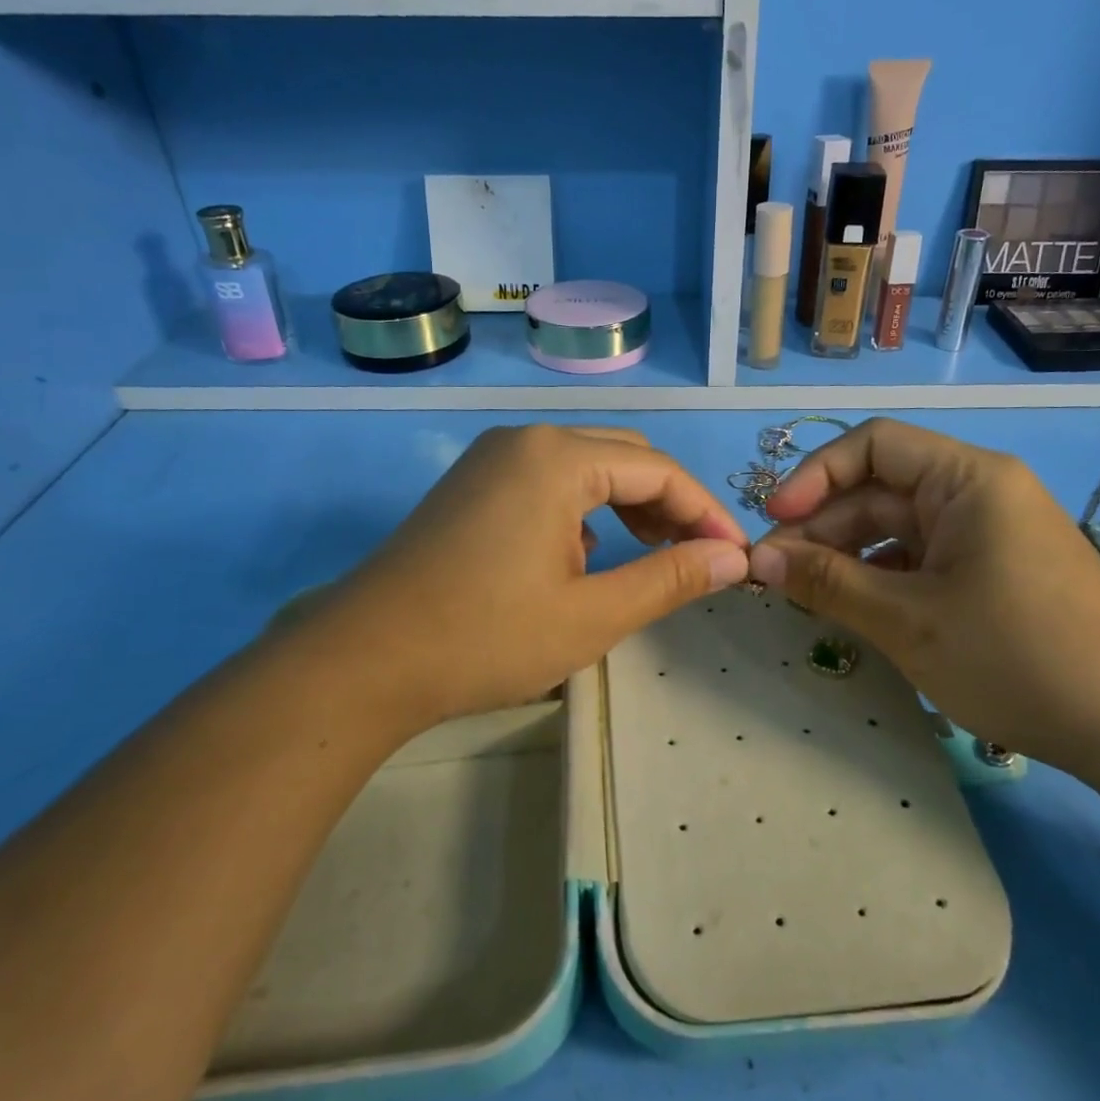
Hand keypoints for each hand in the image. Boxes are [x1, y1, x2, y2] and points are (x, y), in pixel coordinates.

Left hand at [278, 424, 749, 729]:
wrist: (363, 660)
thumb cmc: (485, 638)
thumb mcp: (593, 615)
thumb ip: (670, 579)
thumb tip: (732, 558)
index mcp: (558, 458)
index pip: (659, 471)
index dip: (705, 512)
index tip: (736, 557)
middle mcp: (526, 440)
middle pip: (624, 457)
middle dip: (670, 504)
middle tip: (697, 558)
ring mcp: (492, 459)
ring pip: (587, 466)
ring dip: (629, 504)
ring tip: (651, 557)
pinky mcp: (472, 484)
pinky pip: (549, 480)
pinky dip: (586, 508)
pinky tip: (586, 556)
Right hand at [746, 418, 1099, 764]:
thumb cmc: (1018, 659)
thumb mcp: (908, 621)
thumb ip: (826, 583)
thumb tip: (755, 559)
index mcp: (968, 478)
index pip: (873, 445)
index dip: (814, 476)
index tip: (774, 522)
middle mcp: (978, 492)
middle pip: (879, 490)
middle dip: (822, 528)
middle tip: (772, 575)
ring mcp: (986, 533)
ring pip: (895, 528)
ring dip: (846, 556)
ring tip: (802, 595)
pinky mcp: (989, 570)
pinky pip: (919, 558)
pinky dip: (879, 577)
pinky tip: (850, 608)